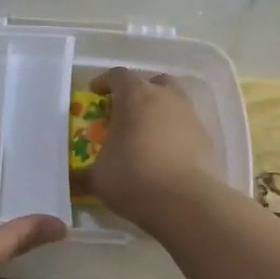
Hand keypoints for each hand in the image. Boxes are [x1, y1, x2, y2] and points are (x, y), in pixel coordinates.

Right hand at [82, 68, 219, 226]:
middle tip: (125, 111)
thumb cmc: (134, 179)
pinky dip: (174, 133)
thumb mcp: (98, 179)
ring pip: (173, 102)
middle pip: (152, 82)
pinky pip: (185, 126)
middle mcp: (165, 98)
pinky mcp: (206, 138)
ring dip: (159, 111)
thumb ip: (83, 174)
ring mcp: (190, 116)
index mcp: (135, 97)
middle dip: (138, 92)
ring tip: (145, 135)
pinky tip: (164, 155)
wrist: (187, 202)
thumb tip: (72, 181)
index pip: (118, 76)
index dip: (104, 82)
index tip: (95, 93)